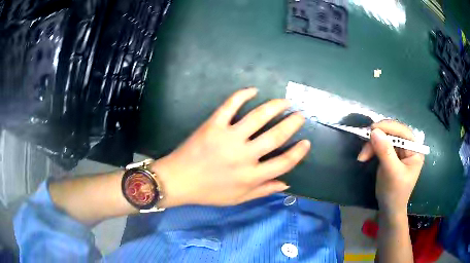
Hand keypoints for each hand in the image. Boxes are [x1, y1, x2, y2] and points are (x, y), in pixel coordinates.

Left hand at [151, 88, 310, 207]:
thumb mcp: (238, 199)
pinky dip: (243, 95)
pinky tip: (253, 90)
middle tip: (300, 115)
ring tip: (284, 102)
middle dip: (292, 123)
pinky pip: (230, 105)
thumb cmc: (208, 192)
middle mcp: (244, 156)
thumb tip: (287, 183)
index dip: (299, 152)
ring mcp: (228, 138)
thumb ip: (263, 191)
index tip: (306, 142)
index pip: (284, 162)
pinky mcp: (213, 125)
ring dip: (275, 106)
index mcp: (251, 176)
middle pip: (276, 136)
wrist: (178, 181)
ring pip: (259, 117)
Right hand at [357, 120, 424, 215]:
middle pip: (393, 133)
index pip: (403, 132)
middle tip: (364, 144)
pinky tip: (365, 156)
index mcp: (415, 150)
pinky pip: (380, 145)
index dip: (388, 127)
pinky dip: (371, 149)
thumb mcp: (391, 172)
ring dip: (372, 145)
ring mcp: (399, 151)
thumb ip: (385, 151)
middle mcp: (408, 147)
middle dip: (378, 138)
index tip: (372, 128)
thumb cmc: (395, 193)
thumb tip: (374, 131)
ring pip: (384, 138)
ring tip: (362, 157)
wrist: (389, 208)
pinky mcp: (390, 155)